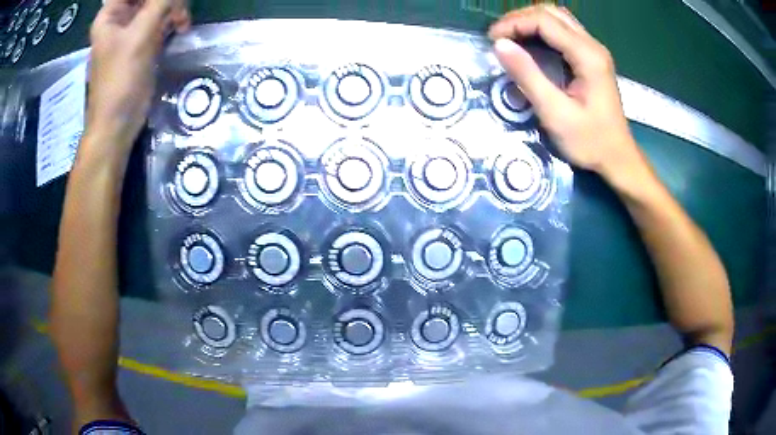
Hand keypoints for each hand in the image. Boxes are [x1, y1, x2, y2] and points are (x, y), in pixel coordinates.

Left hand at [86, 0, 189, 150]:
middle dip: (167, 0)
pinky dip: (172, 20)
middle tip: (179, 10)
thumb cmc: (121, 80)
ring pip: (157, 4)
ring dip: (174, 8)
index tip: (169, 1)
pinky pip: (160, 20)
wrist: (118, 123)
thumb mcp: (141, 35)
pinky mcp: (142, 43)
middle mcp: (120, 18)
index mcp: (111, 14)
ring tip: (182, 22)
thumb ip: (162, 2)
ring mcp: (132, 30)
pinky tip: (180, 28)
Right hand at [489, 5, 641, 178]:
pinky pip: (563, 32)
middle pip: (551, 12)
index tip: (492, 41)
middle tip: (499, 37)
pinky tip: (529, 45)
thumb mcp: (555, 113)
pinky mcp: (592, 59)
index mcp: (587, 56)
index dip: (514, 24)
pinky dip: (541, 31)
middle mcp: (593, 46)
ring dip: (530, 22)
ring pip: (557, 18)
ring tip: (510, 38)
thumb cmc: (590, 142)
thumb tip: (500, 45)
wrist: (618, 158)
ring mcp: (594, 51)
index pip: (544, 21)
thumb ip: (528, 76)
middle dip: (520, 19)